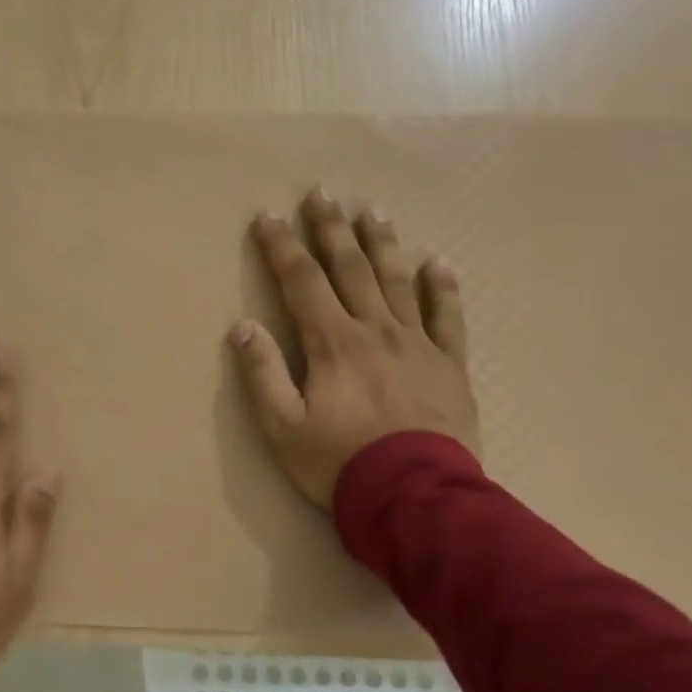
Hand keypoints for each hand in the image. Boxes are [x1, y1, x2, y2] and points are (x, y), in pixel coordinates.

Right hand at [230, 190, 479, 507]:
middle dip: (331, 230)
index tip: (268, 217)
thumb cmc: (338, 463)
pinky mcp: (449, 365)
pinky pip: (447, 317)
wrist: (415, 496)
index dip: (282, 247)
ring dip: (382, 244)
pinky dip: (441, 287)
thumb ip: (261, 374)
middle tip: (322, 195)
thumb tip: (241, 327)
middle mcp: (375, 330)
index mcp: (332, 343)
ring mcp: (417, 344)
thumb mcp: (281, 427)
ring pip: (397, 281)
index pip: (301, 282)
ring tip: (373, 212)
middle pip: (350, 269)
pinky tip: (437, 263)